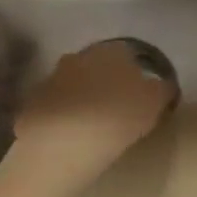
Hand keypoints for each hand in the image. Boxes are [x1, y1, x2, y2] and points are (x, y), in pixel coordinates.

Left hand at [12, 40, 176, 184]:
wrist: (63, 144)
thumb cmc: (118, 117)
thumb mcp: (155, 102)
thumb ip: (162, 89)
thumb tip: (163, 85)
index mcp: (112, 51)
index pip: (128, 53)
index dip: (135, 72)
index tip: (141, 91)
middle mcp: (80, 56)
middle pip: (97, 65)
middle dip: (106, 80)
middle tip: (117, 105)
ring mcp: (52, 78)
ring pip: (73, 83)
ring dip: (82, 97)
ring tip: (93, 123)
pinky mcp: (33, 103)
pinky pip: (54, 106)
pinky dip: (62, 116)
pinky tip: (70, 136)